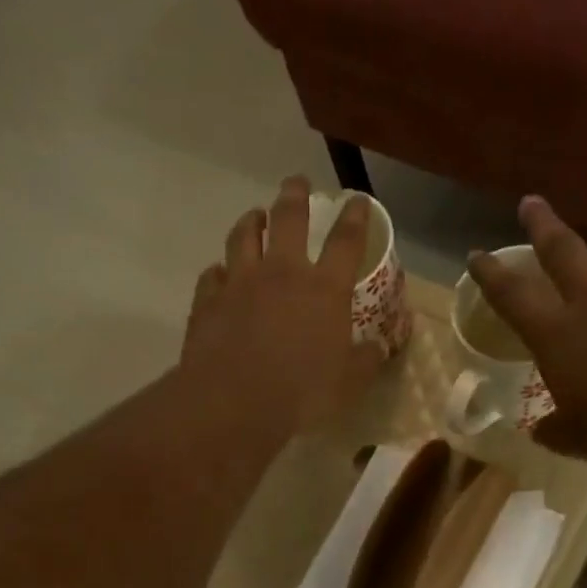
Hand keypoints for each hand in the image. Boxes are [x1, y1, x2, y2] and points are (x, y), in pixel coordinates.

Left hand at [182, 175, 383, 434]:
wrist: (236, 404)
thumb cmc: (303, 395)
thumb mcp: (349, 383)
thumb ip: (366, 360)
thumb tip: (378, 347)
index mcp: (324, 290)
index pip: (346, 241)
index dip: (356, 217)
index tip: (358, 201)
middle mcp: (282, 274)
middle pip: (288, 219)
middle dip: (295, 196)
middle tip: (296, 183)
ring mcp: (240, 284)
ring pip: (244, 236)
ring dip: (252, 221)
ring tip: (256, 216)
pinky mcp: (207, 302)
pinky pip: (212, 275)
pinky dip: (219, 271)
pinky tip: (220, 274)